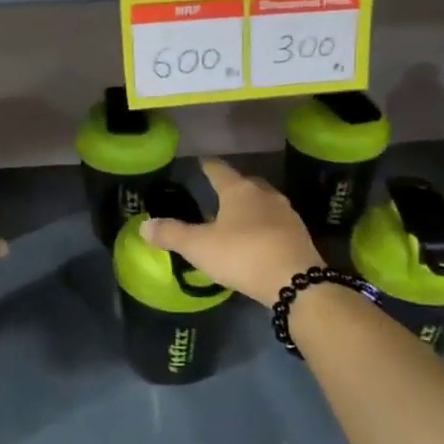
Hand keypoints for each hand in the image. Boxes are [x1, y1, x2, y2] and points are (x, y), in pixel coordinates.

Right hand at [140, 157, 320, 306]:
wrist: (296, 281)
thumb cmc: (242, 255)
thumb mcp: (199, 247)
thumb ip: (171, 234)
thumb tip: (144, 226)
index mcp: (239, 190)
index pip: (219, 170)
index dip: (207, 166)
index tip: (201, 162)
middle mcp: (264, 195)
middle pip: (246, 183)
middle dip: (232, 186)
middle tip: (218, 192)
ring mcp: (286, 214)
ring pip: (264, 202)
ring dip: (250, 206)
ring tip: (236, 217)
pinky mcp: (299, 234)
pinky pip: (276, 222)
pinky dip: (264, 225)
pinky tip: (257, 239)